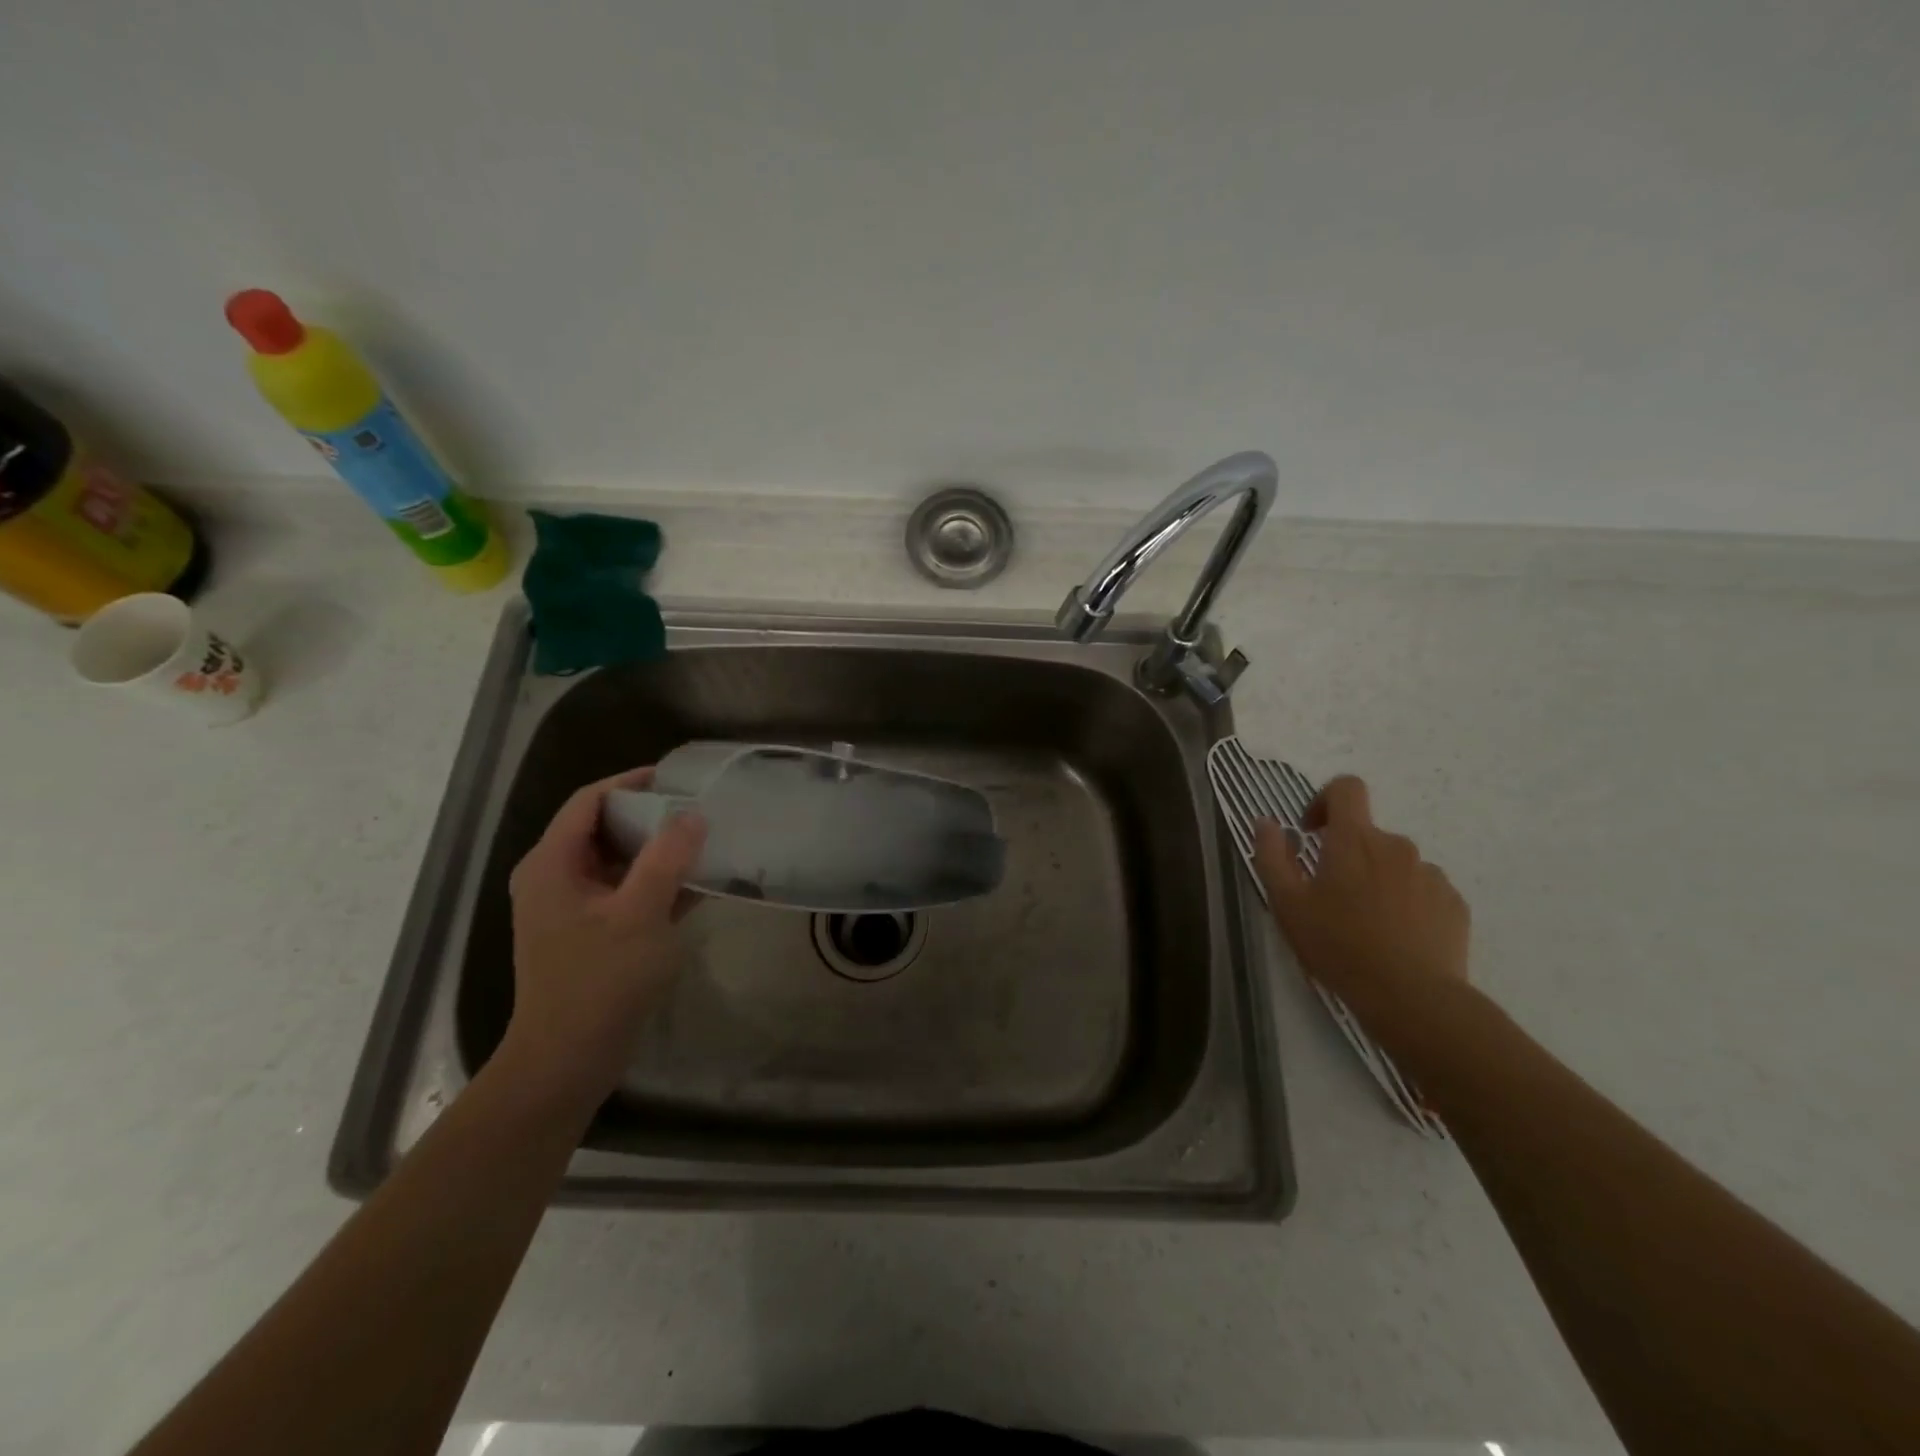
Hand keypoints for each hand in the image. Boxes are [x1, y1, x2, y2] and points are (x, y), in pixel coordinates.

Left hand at [501, 767, 706, 1106]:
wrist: (568, 1061)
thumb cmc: (600, 981)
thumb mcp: (640, 914)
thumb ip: (667, 859)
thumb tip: (692, 815)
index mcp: (553, 864)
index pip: (589, 801)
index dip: (631, 782)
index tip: (677, 778)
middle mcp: (556, 879)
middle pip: (603, 828)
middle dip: (651, 816)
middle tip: (698, 810)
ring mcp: (572, 909)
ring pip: (618, 862)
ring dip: (658, 852)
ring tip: (705, 842)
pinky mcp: (591, 934)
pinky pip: (625, 893)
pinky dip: (656, 884)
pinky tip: (698, 885)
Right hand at [1253, 775, 1469, 1021]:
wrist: (1412, 998)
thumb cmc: (1339, 946)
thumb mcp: (1287, 904)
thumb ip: (1271, 856)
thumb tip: (1267, 822)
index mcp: (1353, 840)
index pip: (1347, 788)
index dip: (1325, 800)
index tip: (1312, 833)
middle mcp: (1396, 846)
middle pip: (1367, 835)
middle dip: (1347, 856)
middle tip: (1331, 900)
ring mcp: (1430, 874)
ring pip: (1395, 865)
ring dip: (1378, 881)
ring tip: (1366, 925)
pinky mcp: (1453, 904)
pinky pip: (1423, 891)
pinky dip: (1407, 904)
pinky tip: (1396, 939)